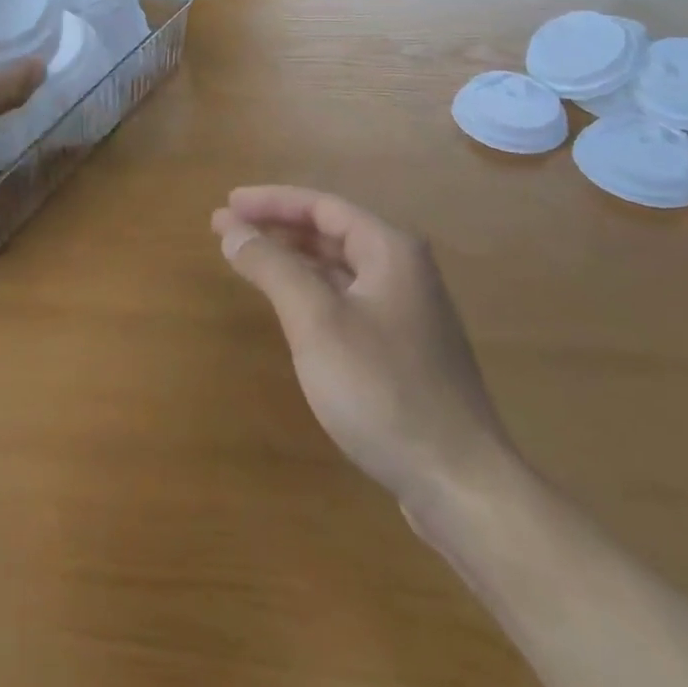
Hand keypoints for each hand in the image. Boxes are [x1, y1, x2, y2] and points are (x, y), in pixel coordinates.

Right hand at [212, 186, 517, 534]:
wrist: (460, 484)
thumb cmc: (383, 389)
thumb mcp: (316, 320)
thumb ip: (272, 267)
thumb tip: (233, 229)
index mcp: (390, 250)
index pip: (321, 206)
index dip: (271, 201)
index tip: (228, 204)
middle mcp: (402, 270)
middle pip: (330, 232)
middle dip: (277, 228)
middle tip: (227, 229)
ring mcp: (406, 312)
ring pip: (338, 268)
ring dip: (292, 259)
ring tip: (248, 259)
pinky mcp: (402, 350)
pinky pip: (346, 299)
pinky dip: (311, 291)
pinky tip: (288, 305)